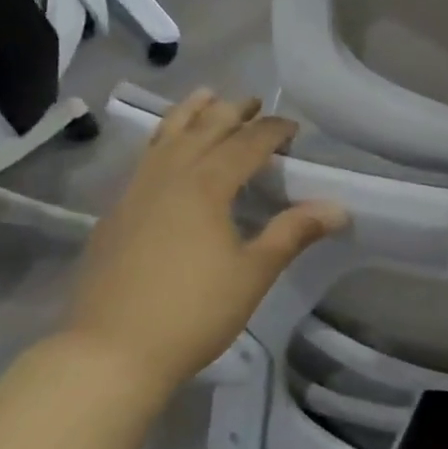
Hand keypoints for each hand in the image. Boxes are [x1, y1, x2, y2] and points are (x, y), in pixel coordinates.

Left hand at [61, 90, 347, 391]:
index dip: (272, 130)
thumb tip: (338, 207)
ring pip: (165, 138)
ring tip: (205, 96)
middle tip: (254, 101)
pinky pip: (145, 160)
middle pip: (203, 129)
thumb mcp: (254, 272)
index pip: (246, 144)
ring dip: (190, 114)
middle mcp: (168, 177)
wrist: (110, 352)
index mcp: (205, 186)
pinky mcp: (115, 214)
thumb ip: (293, 233)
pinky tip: (166, 153)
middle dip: (232, 112)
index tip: (294, 127)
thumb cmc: (193, 312)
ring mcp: (135, 193)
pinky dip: (163, 141)